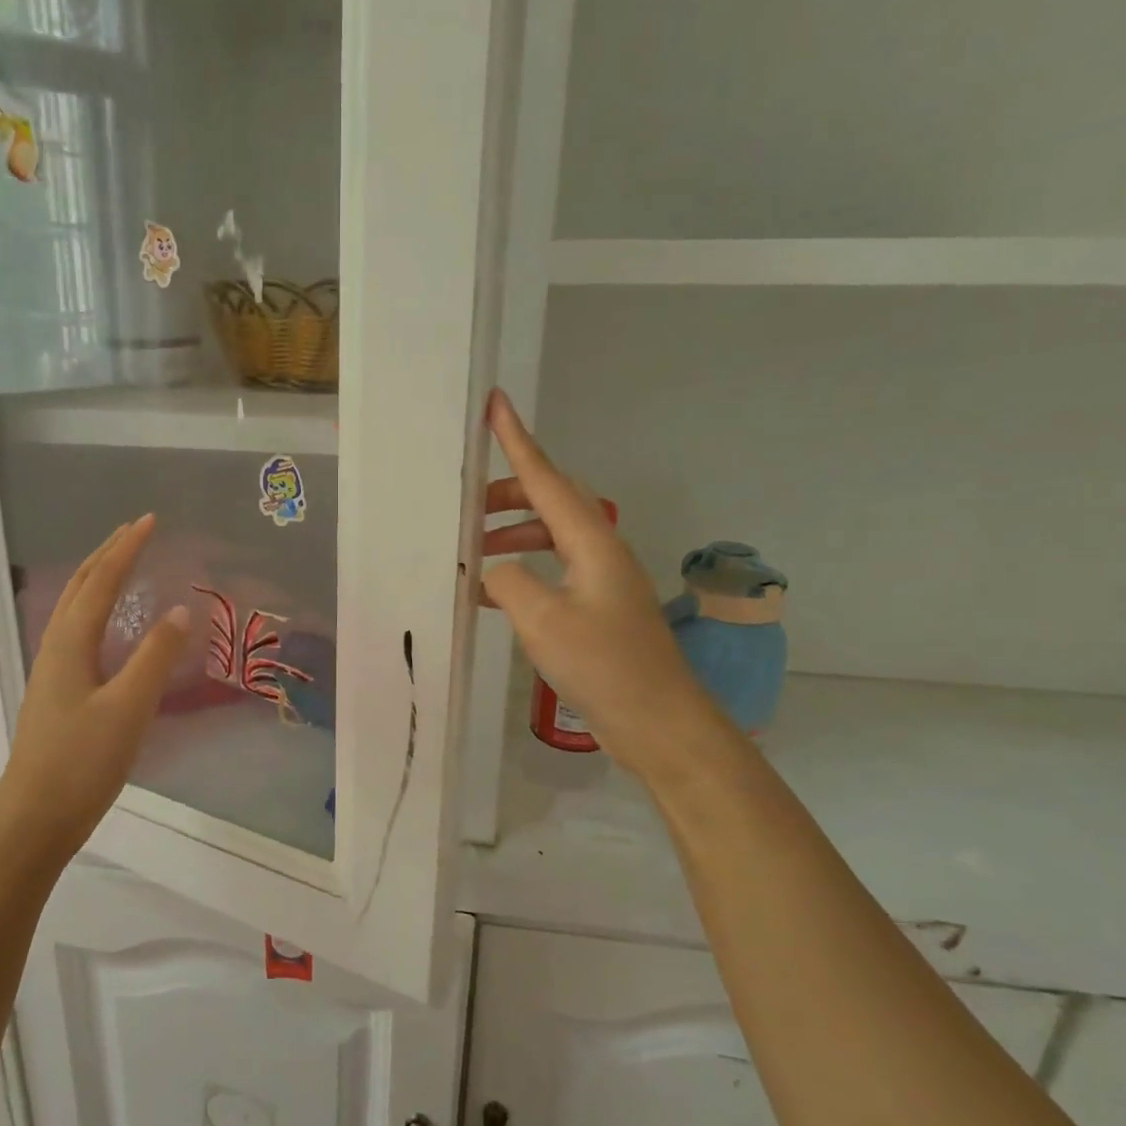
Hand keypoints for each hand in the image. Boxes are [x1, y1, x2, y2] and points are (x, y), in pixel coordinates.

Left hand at [0, 514, 189, 860]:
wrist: (34, 818)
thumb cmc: (81, 762)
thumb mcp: (127, 708)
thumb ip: (154, 658)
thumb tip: (178, 611)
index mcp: (70, 644)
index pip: (101, 581)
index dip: (125, 548)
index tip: (149, 520)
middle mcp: (55, 648)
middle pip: (80, 587)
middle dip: (107, 553)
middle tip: (134, 530)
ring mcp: (52, 671)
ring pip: (74, 608)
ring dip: (98, 577)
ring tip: (121, 563)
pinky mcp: (57, 692)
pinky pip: (76, 631)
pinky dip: (95, 608)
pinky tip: (106, 625)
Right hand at [480, 390, 711, 771]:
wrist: (658, 721)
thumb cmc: (603, 665)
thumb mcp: (542, 620)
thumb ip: (507, 582)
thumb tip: (493, 571)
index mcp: (591, 541)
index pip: (547, 478)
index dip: (517, 441)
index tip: (496, 404)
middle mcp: (600, 550)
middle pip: (550, 501)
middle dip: (508, 494)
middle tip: (468, 506)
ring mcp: (602, 580)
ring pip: (551, 536)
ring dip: (513, 535)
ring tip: (475, 551)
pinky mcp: (599, 608)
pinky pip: (553, 569)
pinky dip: (523, 569)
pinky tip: (497, 594)